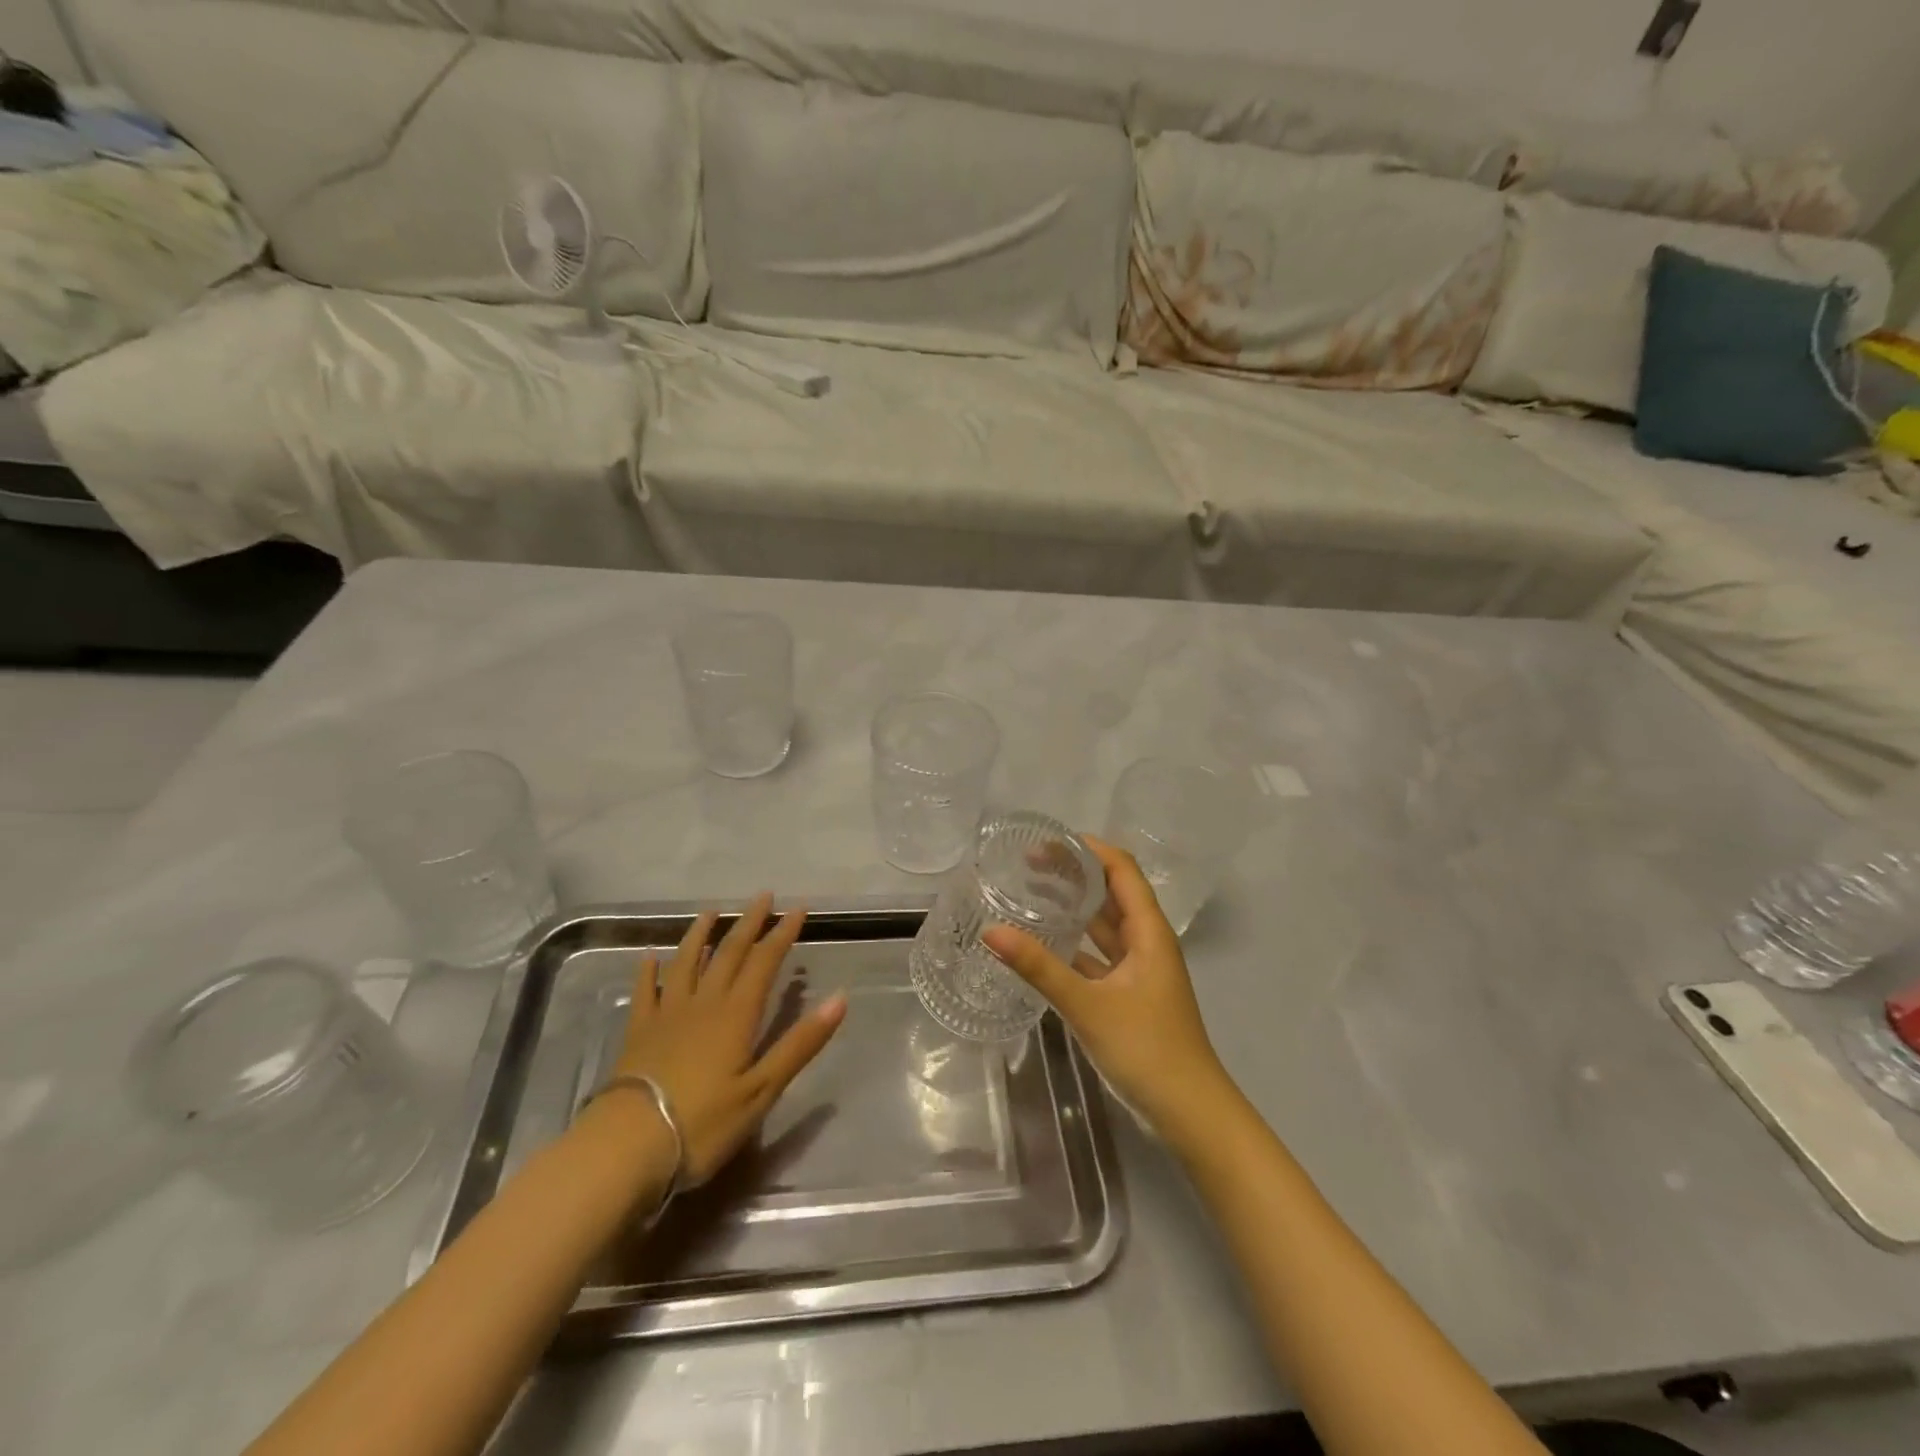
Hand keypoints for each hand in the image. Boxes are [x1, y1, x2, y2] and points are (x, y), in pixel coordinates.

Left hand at [613, 894, 846, 1186]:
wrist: (628, 1145)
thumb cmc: (703, 1123)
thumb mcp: (762, 1090)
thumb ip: (800, 1043)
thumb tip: (840, 998)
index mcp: (736, 1014)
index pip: (764, 962)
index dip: (782, 934)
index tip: (798, 908)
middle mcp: (703, 1003)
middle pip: (729, 954)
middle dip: (749, 924)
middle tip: (763, 896)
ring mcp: (667, 1015)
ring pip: (686, 963)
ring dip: (700, 935)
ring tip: (711, 912)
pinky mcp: (638, 1032)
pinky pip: (645, 992)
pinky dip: (648, 971)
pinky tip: (649, 957)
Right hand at [984, 837, 1233, 1138]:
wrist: (1189, 1112)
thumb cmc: (1146, 1048)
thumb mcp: (1088, 1004)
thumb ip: (1039, 967)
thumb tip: (991, 931)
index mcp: (1148, 932)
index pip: (1121, 870)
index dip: (1089, 849)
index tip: (1048, 841)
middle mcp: (1146, 943)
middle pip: (1111, 893)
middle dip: (1075, 874)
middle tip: (1028, 864)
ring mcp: (1139, 971)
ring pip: (1104, 926)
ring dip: (1074, 908)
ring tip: (1031, 893)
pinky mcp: (1129, 995)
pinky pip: (1099, 957)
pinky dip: (1074, 945)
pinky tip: (1044, 945)